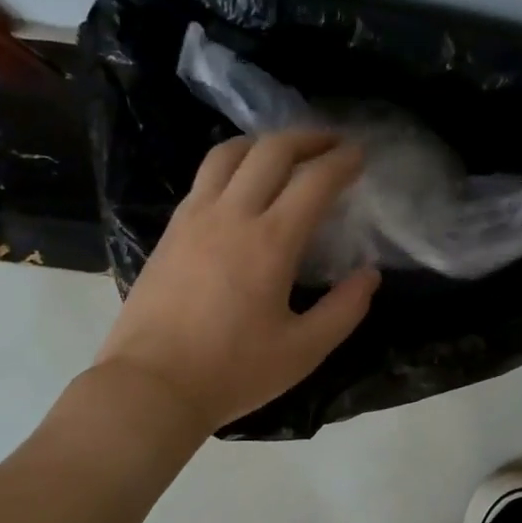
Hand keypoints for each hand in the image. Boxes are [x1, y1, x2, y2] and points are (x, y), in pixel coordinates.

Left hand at [93, 131, 380, 433]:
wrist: (152, 385)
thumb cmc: (233, 372)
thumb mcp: (303, 351)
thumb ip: (345, 310)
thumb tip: (369, 275)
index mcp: (270, 242)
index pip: (314, 181)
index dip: (342, 162)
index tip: (360, 155)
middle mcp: (231, 215)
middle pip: (271, 151)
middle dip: (307, 138)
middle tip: (331, 143)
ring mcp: (193, 218)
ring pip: (228, 154)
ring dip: (263, 143)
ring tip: (284, 153)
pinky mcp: (170, 231)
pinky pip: (204, 178)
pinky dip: (232, 165)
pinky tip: (241, 185)